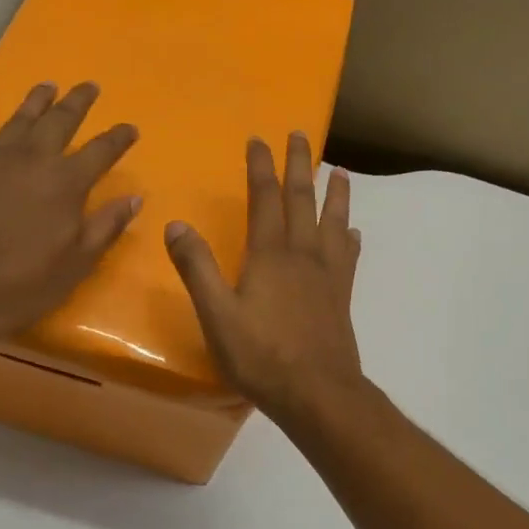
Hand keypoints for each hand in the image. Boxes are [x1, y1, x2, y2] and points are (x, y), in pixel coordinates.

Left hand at [0, 82, 140, 349]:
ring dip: (38, 99)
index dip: (119, 138)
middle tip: (90, 87)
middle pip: (61, 121)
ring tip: (49, 85)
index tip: (130, 129)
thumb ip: (106, 226)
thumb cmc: (23, 286)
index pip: (102, 151)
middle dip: (78, 102)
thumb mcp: (77, 263)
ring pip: (21, 117)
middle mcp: (33, 159)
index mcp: (66, 183)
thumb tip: (134, 199)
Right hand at [164, 133, 364, 425]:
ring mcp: (327, 275)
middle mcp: (302, 255)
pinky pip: (348, 256)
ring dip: (335, 194)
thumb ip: (197, 268)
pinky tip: (352, 232)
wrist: (318, 393)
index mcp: (269, 255)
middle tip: (301, 135)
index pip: (264, 199)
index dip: (261, 167)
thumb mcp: (217, 314)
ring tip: (340, 171)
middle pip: (302, 200)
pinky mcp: (341, 296)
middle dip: (299, 165)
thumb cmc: (262, 356)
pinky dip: (348, 237)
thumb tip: (176, 224)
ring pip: (333, 222)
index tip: (259, 139)